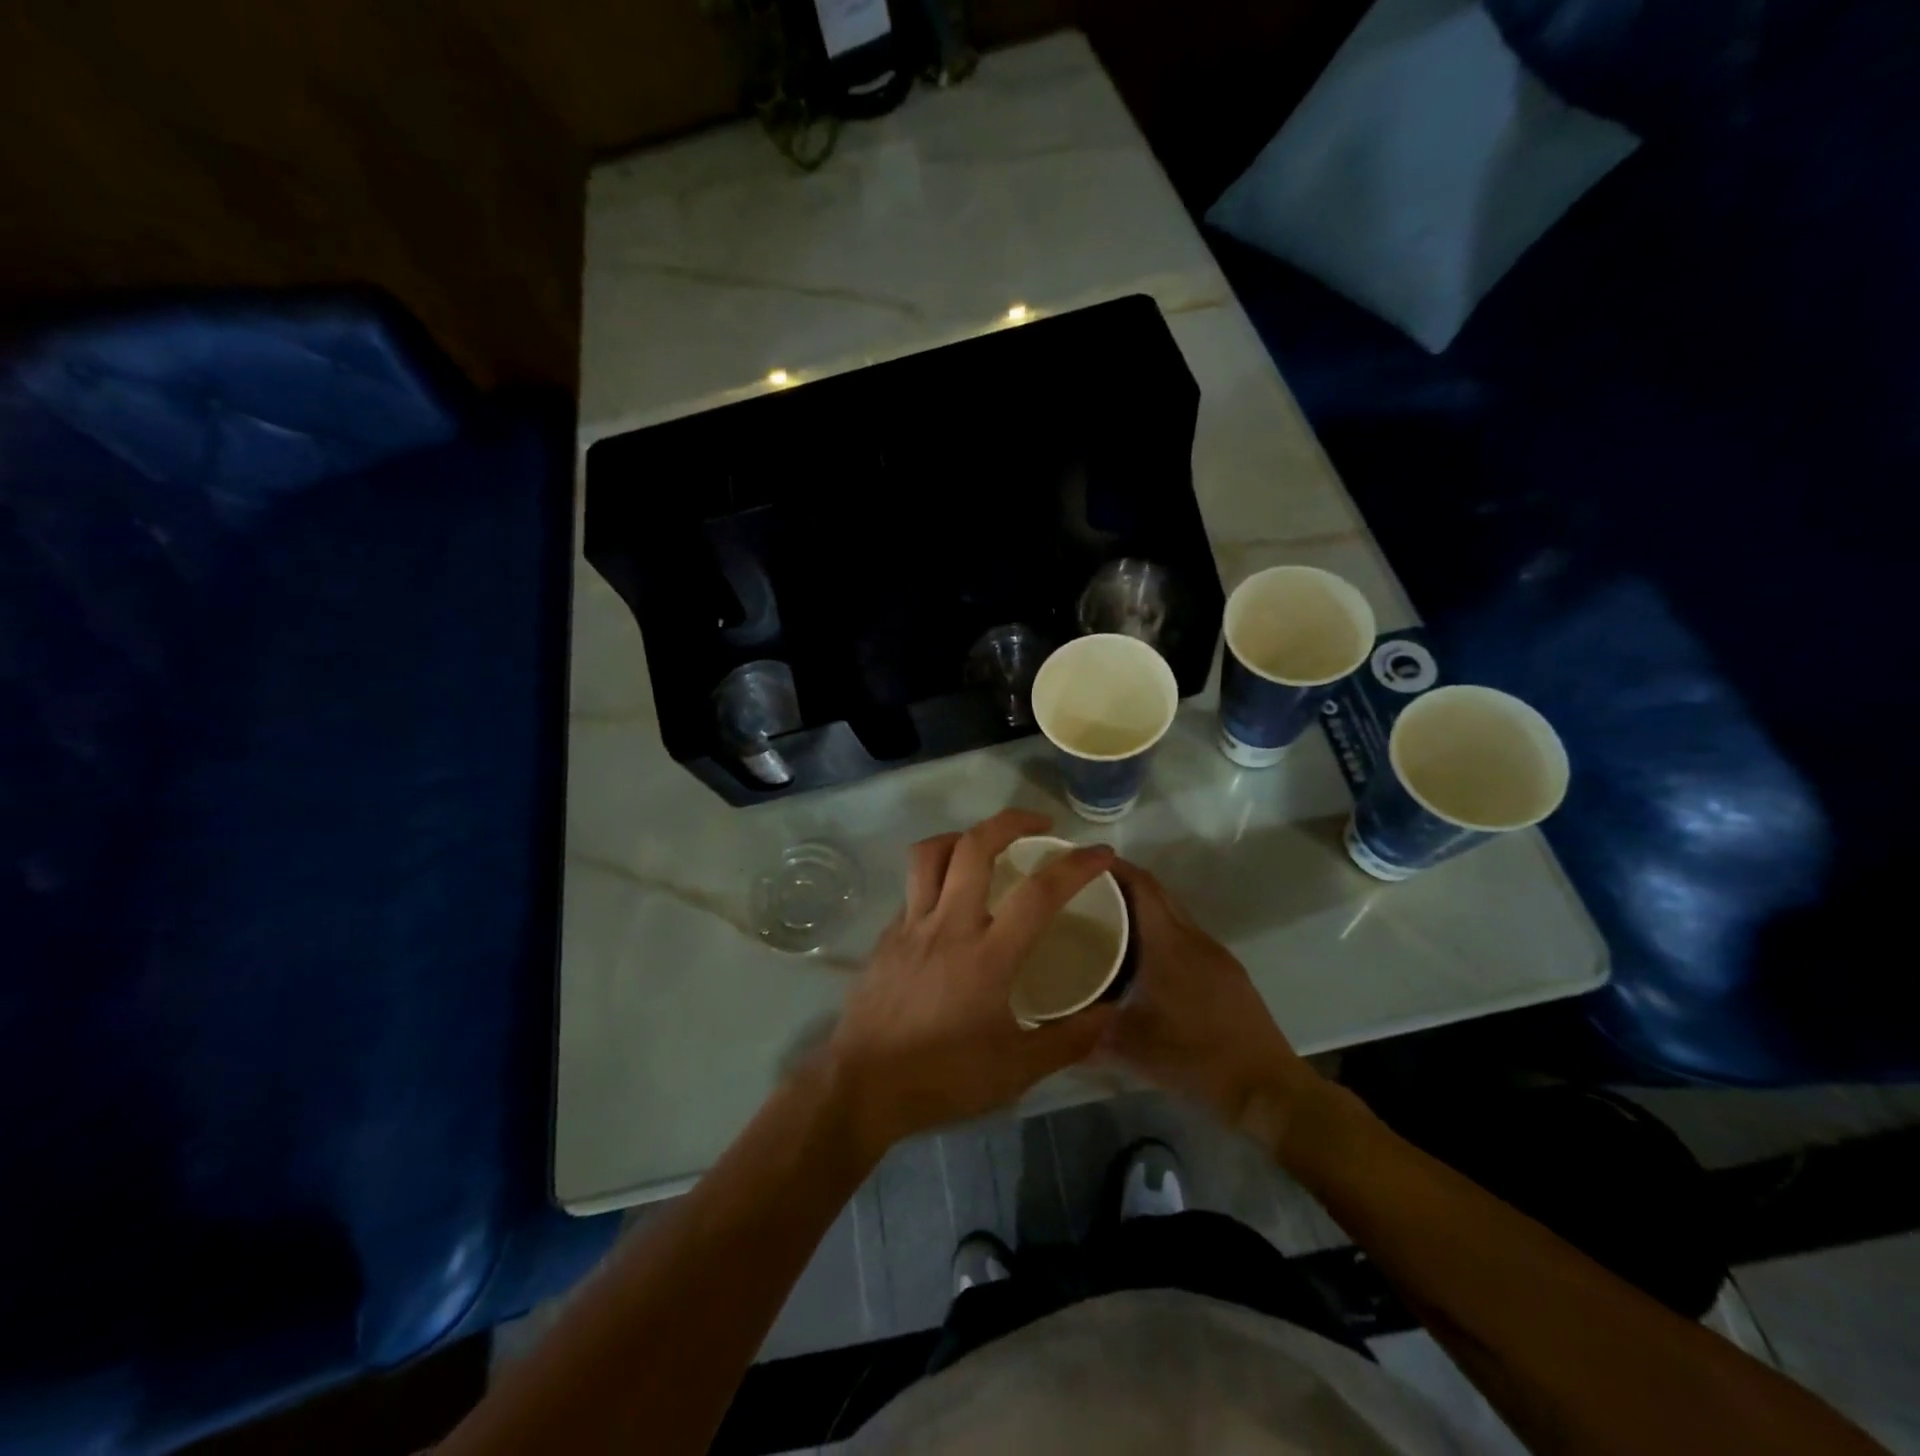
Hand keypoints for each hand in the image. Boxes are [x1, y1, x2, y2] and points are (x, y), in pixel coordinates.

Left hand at [826, 809, 1117, 1156]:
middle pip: (975, 846)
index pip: (1039, 893)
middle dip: (1011, 821)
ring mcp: (910, 925)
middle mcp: (948, 925)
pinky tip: (950, 903)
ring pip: (931, 854)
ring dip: (963, 836)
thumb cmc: (943, 1079)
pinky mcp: (886, 935)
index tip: (1101, 853)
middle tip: (1040, 825)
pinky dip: (937, 877)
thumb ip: (1068, 1040)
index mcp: (987, 956)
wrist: (861, 1087)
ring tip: (987, 845)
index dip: (1076, 866)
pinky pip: (913, 887)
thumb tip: (1110, 1014)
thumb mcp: (1016, 1071)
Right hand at [1104, 860, 1319, 1145]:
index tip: (1080, 863)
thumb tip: (1048, 1024)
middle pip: (1157, 893)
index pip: (1141, 884)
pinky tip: (1141, 959)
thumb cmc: (1194, 1057)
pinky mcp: (1226, 972)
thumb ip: (1085, 1031)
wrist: (1265, 1086)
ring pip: (1172, 914)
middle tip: (1082, 892)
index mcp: (1169, 943)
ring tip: (1104, 922)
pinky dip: (1160, 932)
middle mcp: (1193, 937)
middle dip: (1121, 884)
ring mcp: (1214, 953)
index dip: (1112, 867)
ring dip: (1142, 910)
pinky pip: (1185, 936)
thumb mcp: (1129, 1046)